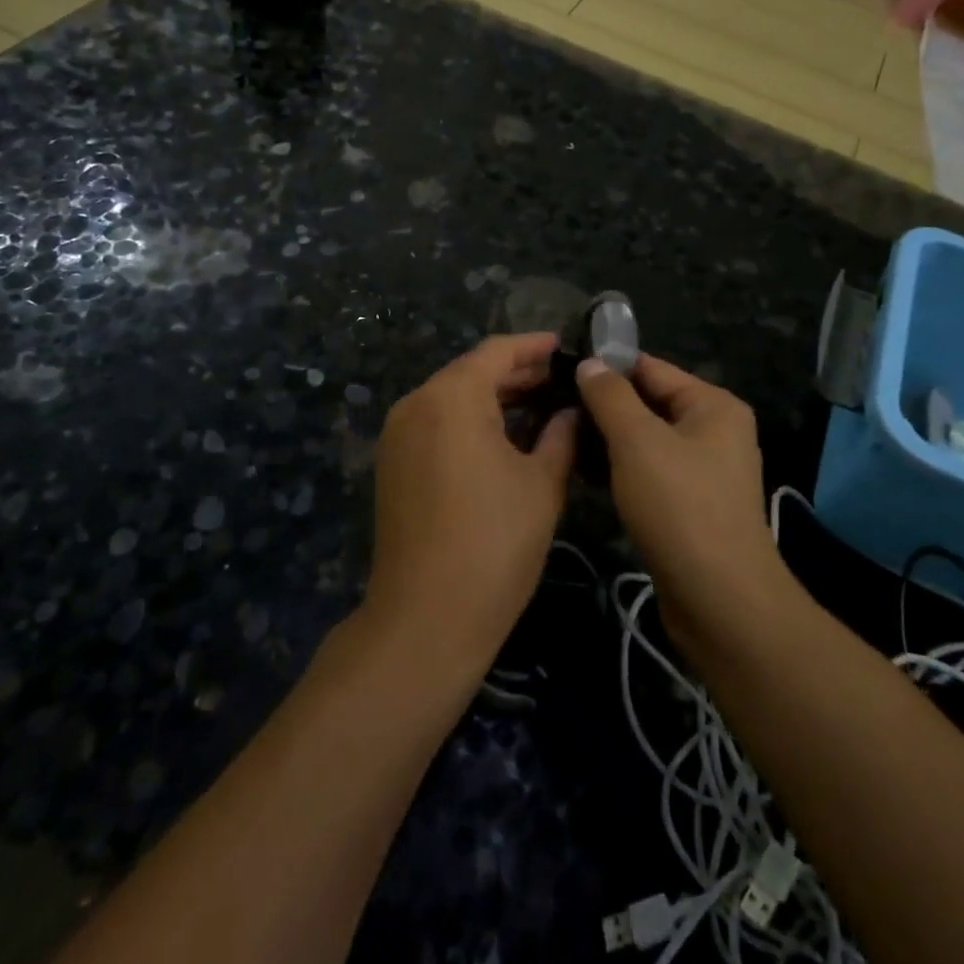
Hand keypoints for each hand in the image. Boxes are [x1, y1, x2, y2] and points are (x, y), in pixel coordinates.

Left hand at [367, 334, 577, 664]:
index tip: (567, 346)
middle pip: (470, 372)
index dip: (534, 347)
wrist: (426, 618)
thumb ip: (560, 435)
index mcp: (451, 397)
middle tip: (561, 380)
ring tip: (540, 405)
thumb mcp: (540, 484)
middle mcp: (416, 404)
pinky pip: (435, 424)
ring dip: (492, 398)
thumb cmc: (493, 544)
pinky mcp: (392, 464)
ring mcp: (397, 435)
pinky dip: (469, 421)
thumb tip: (571, 410)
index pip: (497, 352)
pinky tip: (504, 436)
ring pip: (451, 398)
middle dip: (516, 373)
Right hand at [575, 354, 786, 653]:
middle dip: (602, 407)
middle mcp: (713, 432)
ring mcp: (702, 471)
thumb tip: (590, 363)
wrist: (719, 600)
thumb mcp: (638, 442)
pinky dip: (619, 470)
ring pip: (644, 442)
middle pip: (648, 404)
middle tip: (551, 408)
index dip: (606, 367)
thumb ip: (610, 396)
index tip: (558, 370)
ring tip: (559, 438)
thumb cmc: (680, 507)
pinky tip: (582, 474)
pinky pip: (648, 473)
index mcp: (712, 406)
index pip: (651, 369)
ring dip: (606, 441)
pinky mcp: (689, 506)